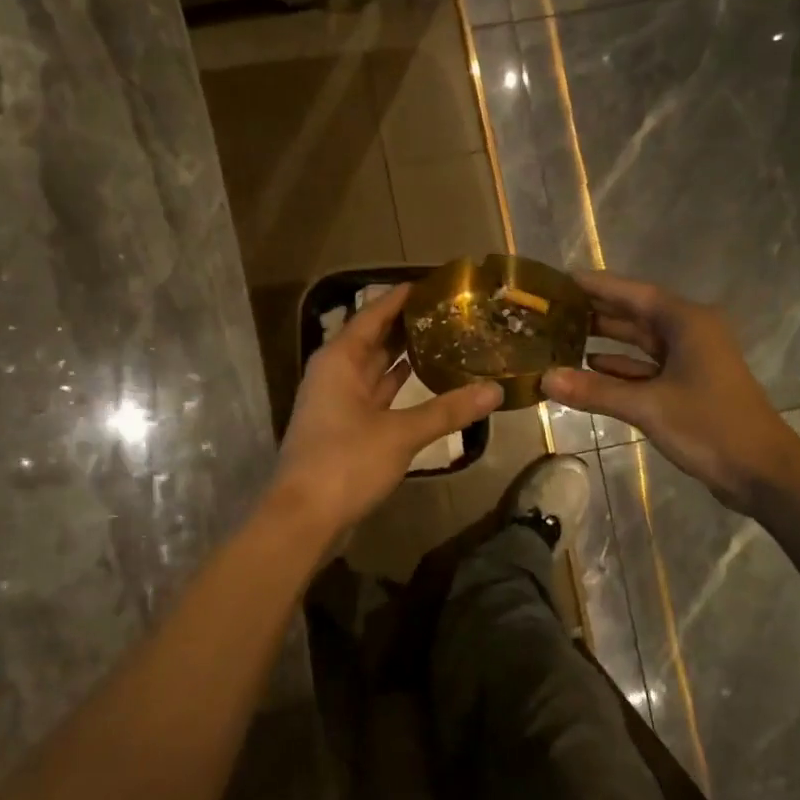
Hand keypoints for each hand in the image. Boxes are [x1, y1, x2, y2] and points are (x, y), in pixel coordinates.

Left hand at [275, 284, 500, 532]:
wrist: (304, 517)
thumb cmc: (345, 462)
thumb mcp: (400, 433)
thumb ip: (447, 410)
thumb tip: (495, 391)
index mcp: (340, 360)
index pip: (373, 315)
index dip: (401, 298)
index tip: (434, 282)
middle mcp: (336, 374)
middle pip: (375, 339)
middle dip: (409, 326)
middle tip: (452, 312)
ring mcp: (340, 403)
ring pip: (377, 370)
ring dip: (406, 357)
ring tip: (447, 340)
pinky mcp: (348, 430)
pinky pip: (379, 397)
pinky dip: (401, 389)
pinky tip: (428, 383)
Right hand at [542, 272, 799, 510]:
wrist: (761, 470)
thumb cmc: (708, 426)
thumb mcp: (647, 406)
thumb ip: (595, 390)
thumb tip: (545, 378)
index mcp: (687, 323)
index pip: (633, 293)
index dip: (597, 286)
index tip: (561, 281)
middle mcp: (690, 333)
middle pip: (637, 314)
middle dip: (597, 312)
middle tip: (553, 310)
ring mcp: (692, 360)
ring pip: (642, 342)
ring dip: (607, 340)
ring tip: (562, 336)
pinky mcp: (689, 386)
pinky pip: (648, 367)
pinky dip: (622, 367)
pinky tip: (590, 367)